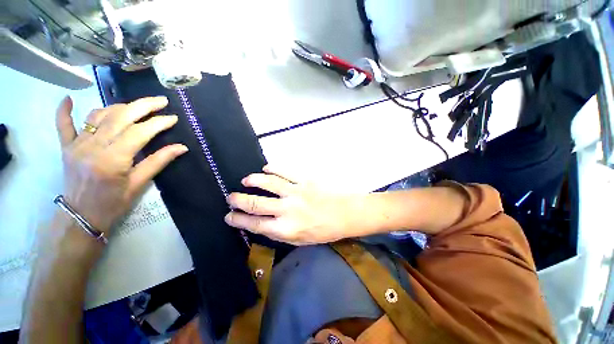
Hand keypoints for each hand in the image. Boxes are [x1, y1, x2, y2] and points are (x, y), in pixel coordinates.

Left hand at [55, 95, 187, 233]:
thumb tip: (182, 147)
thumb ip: (158, 162)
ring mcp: (77, 145)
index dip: (158, 123)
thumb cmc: (114, 203)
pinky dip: (64, 111)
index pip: (139, 132)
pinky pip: (63, 125)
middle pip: (120, 117)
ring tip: (136, 106)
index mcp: (113, 159)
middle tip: (161, 101)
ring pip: (98, 115)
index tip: (173, 118)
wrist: (81, 216)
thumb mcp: (139, 184)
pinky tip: (69, 98)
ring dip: (119, 106)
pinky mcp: (67, 147)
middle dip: (143, 106)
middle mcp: (93, 147)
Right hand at [224, 166, 362, 244]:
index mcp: (286, 229)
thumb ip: (280, 233)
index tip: (229, 216)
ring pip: (268, 183)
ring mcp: (296, 192)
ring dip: (253, 180)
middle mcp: (287, 209)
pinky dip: (272, 168)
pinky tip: (266, 168)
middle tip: (231, 197)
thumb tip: (261, 224)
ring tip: (246, 180)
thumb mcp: (301, 240)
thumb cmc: (324, 230)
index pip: (254, 224)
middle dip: (238, 200)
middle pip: (255, 203)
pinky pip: (284, 171)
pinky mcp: (305, 179)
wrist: (346, 213)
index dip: (238, 220)